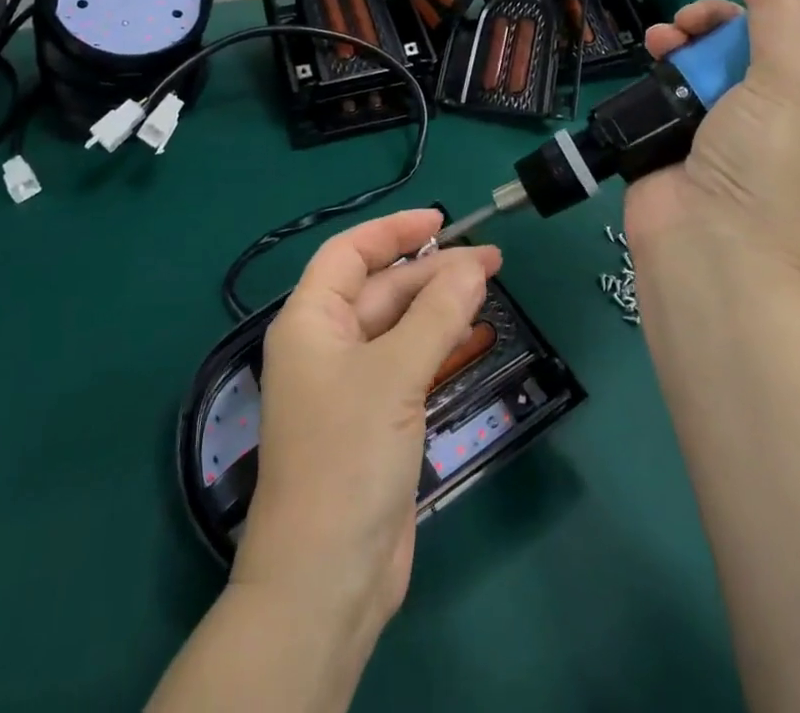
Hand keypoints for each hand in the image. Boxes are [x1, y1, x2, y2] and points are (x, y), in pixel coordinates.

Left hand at [232, 210, 499, 648]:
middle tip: (490, 260)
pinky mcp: (374, 419)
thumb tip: (473, 264)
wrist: (327, 578)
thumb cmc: (347, 456)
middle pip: (380, 289)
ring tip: (489, 285)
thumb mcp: (394, 375)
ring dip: (439, 306)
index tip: (441, 221)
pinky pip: (408, 364)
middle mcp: (325, 344)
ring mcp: (350, 384)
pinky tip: (471, 333)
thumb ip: (435, 315)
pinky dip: (438, 346)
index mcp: (309, 321)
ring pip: (398, 326)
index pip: (349, 253)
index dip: (393, 231)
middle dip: (431, 270)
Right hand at [625, 0, 799, 279]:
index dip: (785, 2)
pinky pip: (668, 79)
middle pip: (748, 37)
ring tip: (665, 37)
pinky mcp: (674, 128)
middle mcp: (773, 105)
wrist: (706, 244)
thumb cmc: (764, 163)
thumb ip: (779, 9)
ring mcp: (720, 119)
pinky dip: (658, 59)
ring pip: (703, 54)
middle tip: (699, 20)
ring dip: (684, 35)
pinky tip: (649, 52)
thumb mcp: (790, 80)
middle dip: (721, 18)